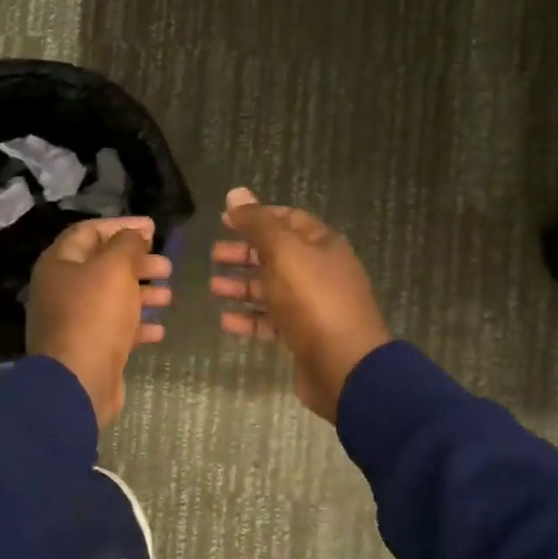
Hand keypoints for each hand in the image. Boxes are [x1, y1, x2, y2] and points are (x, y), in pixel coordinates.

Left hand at [27, 217, 173, 428]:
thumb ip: (127, 244)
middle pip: (103, 265)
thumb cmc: (95, 315)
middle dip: (137, 262)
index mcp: (59, 263)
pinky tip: (159, 329)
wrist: (78, 382)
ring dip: (142, 294)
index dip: (122, 226)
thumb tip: (135, 234)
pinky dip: (137, 325)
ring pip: (111, 298)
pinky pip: (114, 328)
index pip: (89, 232)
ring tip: (169, 296)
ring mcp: (72, 321)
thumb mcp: (115, 268)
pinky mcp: (87, 348)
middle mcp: (61, 289)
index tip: (154, 228)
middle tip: (166, 266)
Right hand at [209, 187, 391, 421]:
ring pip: (272, 289)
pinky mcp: (304, 337)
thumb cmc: (313, 300)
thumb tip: (235, 193)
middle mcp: (320, 272)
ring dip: (242, 287)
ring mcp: (313, 306)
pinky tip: (225, 321)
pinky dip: (249, 318)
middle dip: (245, 253)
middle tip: (214, 256)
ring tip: (213, 288)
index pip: (287, 219)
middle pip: (277, 255)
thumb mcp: (284, 252)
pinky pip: (272, 322)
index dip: (256, 216)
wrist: (344, 365)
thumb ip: (258, 224)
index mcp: (322, 245)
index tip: (224, 219)